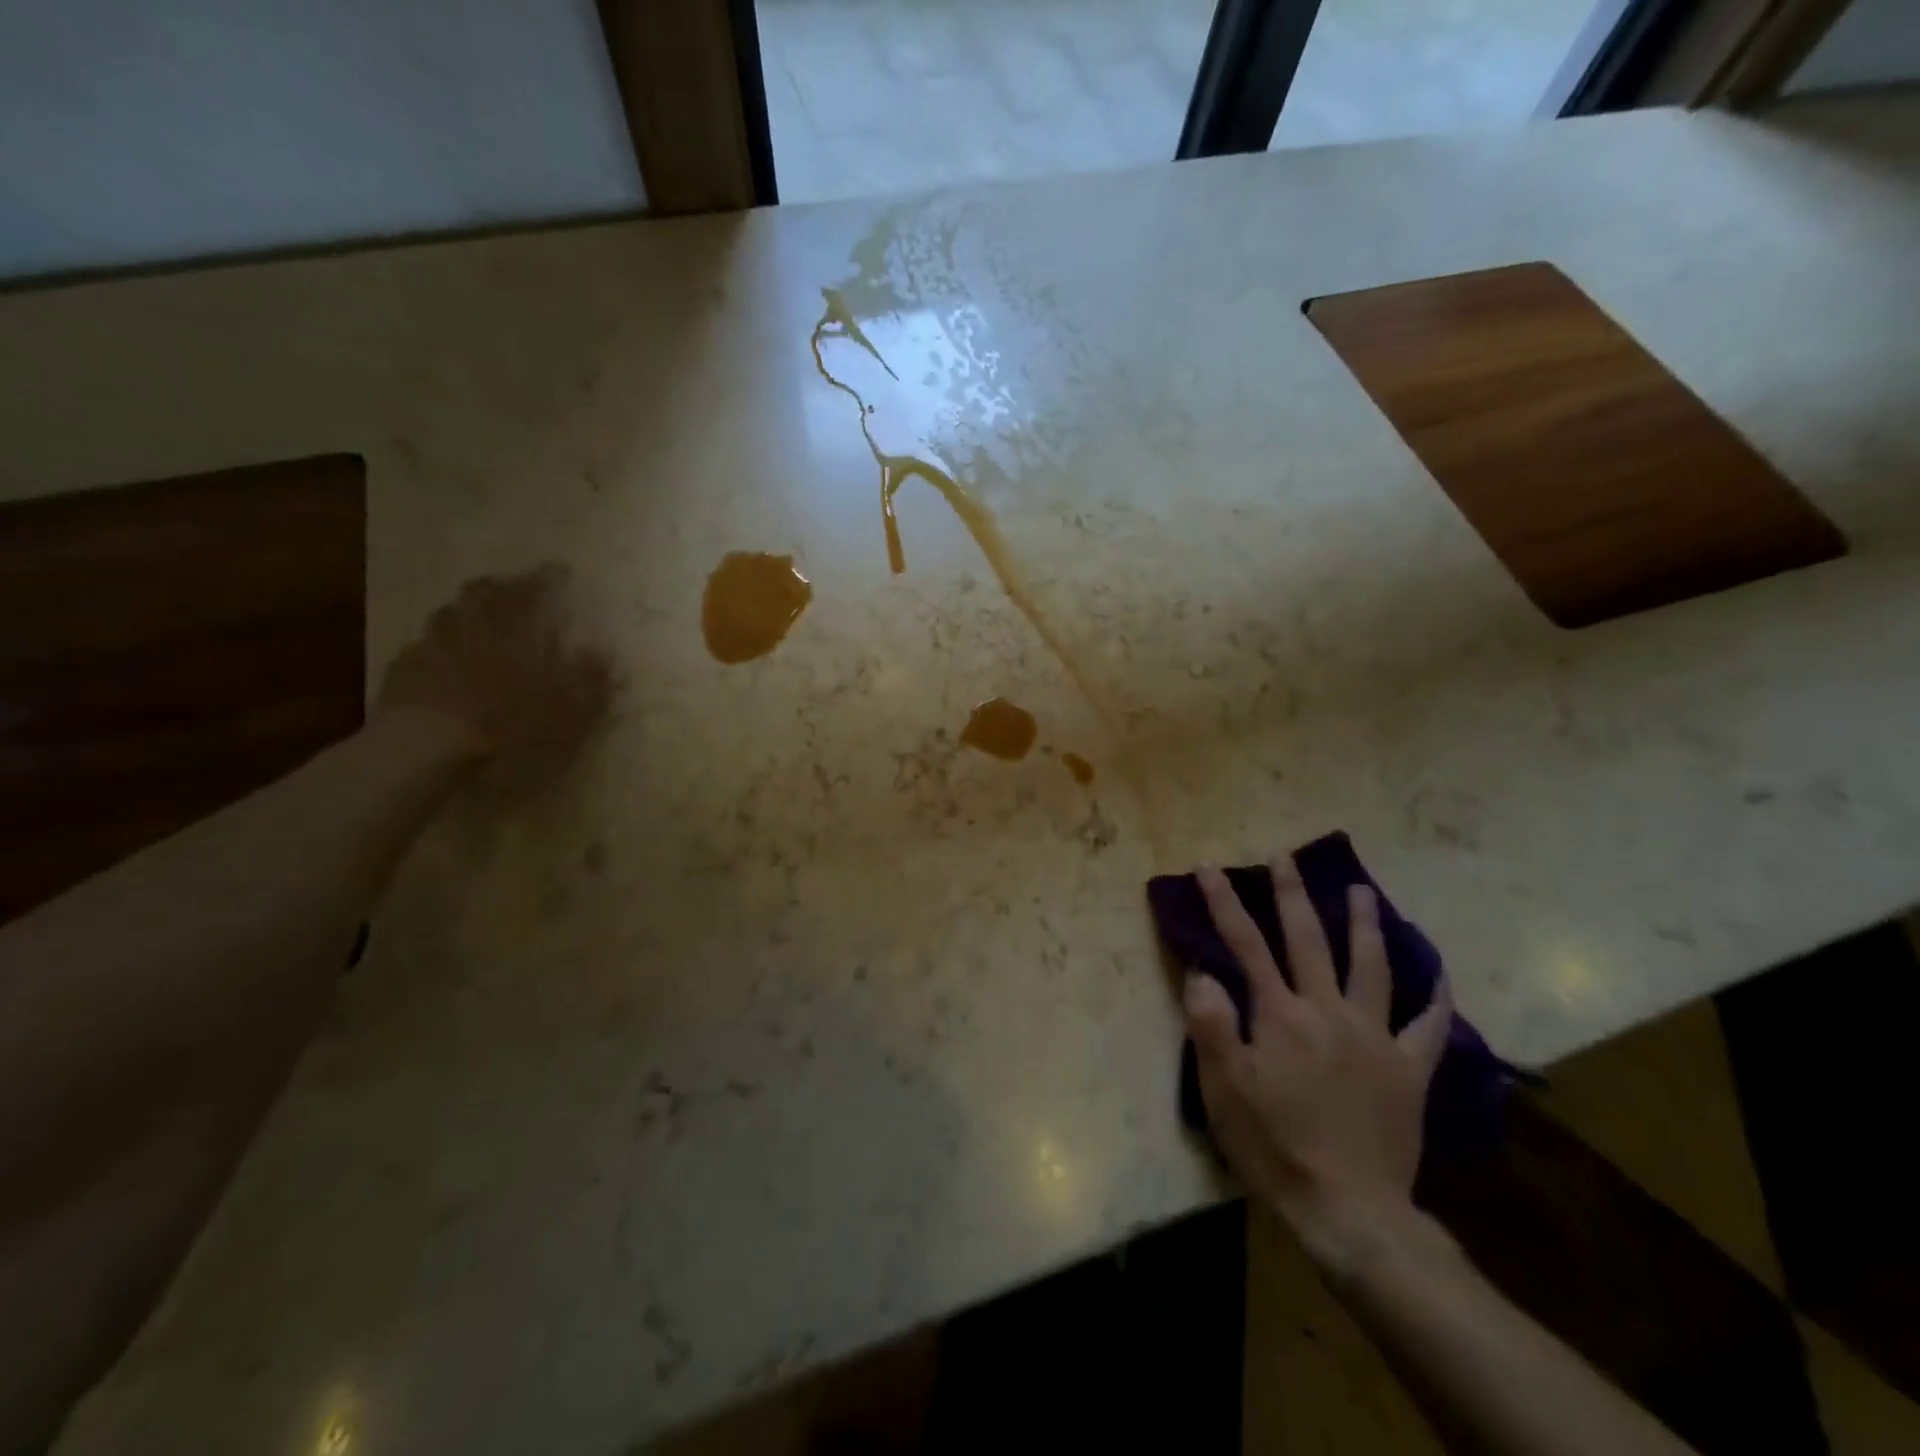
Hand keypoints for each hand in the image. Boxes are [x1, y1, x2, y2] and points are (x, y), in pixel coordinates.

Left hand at [376, 565, 613, 762]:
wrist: (426, 749)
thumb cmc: (508, 725)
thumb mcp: (567, 709)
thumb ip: (589, 679)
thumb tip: (606, 653)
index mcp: (513, 630)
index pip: (533, 590)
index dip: (548, 577)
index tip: (561, 570)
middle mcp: (471, 626)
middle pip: (482, 593)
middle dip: (501, 587)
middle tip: (516, 589)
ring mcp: (431, 645)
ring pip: (449, 614)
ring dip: (466, 612)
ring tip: (479, 621)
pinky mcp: (402, 671)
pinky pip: (424, 647)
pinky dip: (440, 646)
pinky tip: (444, 661)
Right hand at [1183, 857, 1451, 1264]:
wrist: (1349, 1209)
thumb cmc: (1274, 1144)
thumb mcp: (1223, 1088)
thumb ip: (1211, 1023)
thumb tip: (1204, 972)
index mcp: (1280, 1015)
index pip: (1245, 945)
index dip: (1224, 903)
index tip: (1209, 868)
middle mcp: (1328, 1012)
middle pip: (1308, 940)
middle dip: (1292, 895)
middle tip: (1285, 858)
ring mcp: (1375, 1038)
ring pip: (1371, 967)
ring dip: (1363, 925)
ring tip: (1361, 891)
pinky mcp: (1408, 1070)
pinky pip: (1429, 1027)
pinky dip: (1435, 998)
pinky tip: (1438, 975)